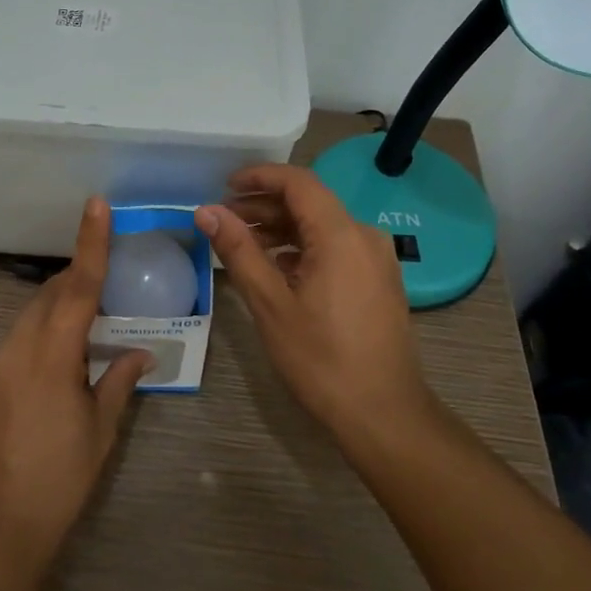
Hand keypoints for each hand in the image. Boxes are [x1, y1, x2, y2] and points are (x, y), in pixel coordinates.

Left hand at [0, 196, 150, 565]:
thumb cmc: (57, 481)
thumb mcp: (100, 432)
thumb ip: (120, 382)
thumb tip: (141, 353)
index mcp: (52, 355)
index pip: (77, 286)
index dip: (91, 243)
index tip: (96, 204)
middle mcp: (17, 347)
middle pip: (51, 295)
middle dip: (78, 279)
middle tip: (110, 280)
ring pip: (32, 315)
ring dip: (60, 307)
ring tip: (91, 323)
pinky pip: (18, 338)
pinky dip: (43, 331)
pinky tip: (61, 356)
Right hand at [195, 164, 434, 438]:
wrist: (384, 414)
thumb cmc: (321, 359)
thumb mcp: (270, 304)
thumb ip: (238, 251)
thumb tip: (206, 211)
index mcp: (341, 235)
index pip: (298, 182)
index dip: (259, 176)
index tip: (224, 185)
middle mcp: (364, 236)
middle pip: (310, 203)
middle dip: (264, 206)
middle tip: (224, 219)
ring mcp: (375, 259)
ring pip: (322, 226)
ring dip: (281, 228)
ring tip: (242, 243)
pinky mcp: (378, 280)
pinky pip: (335, 248)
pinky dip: (302, 248)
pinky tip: (276, 268)